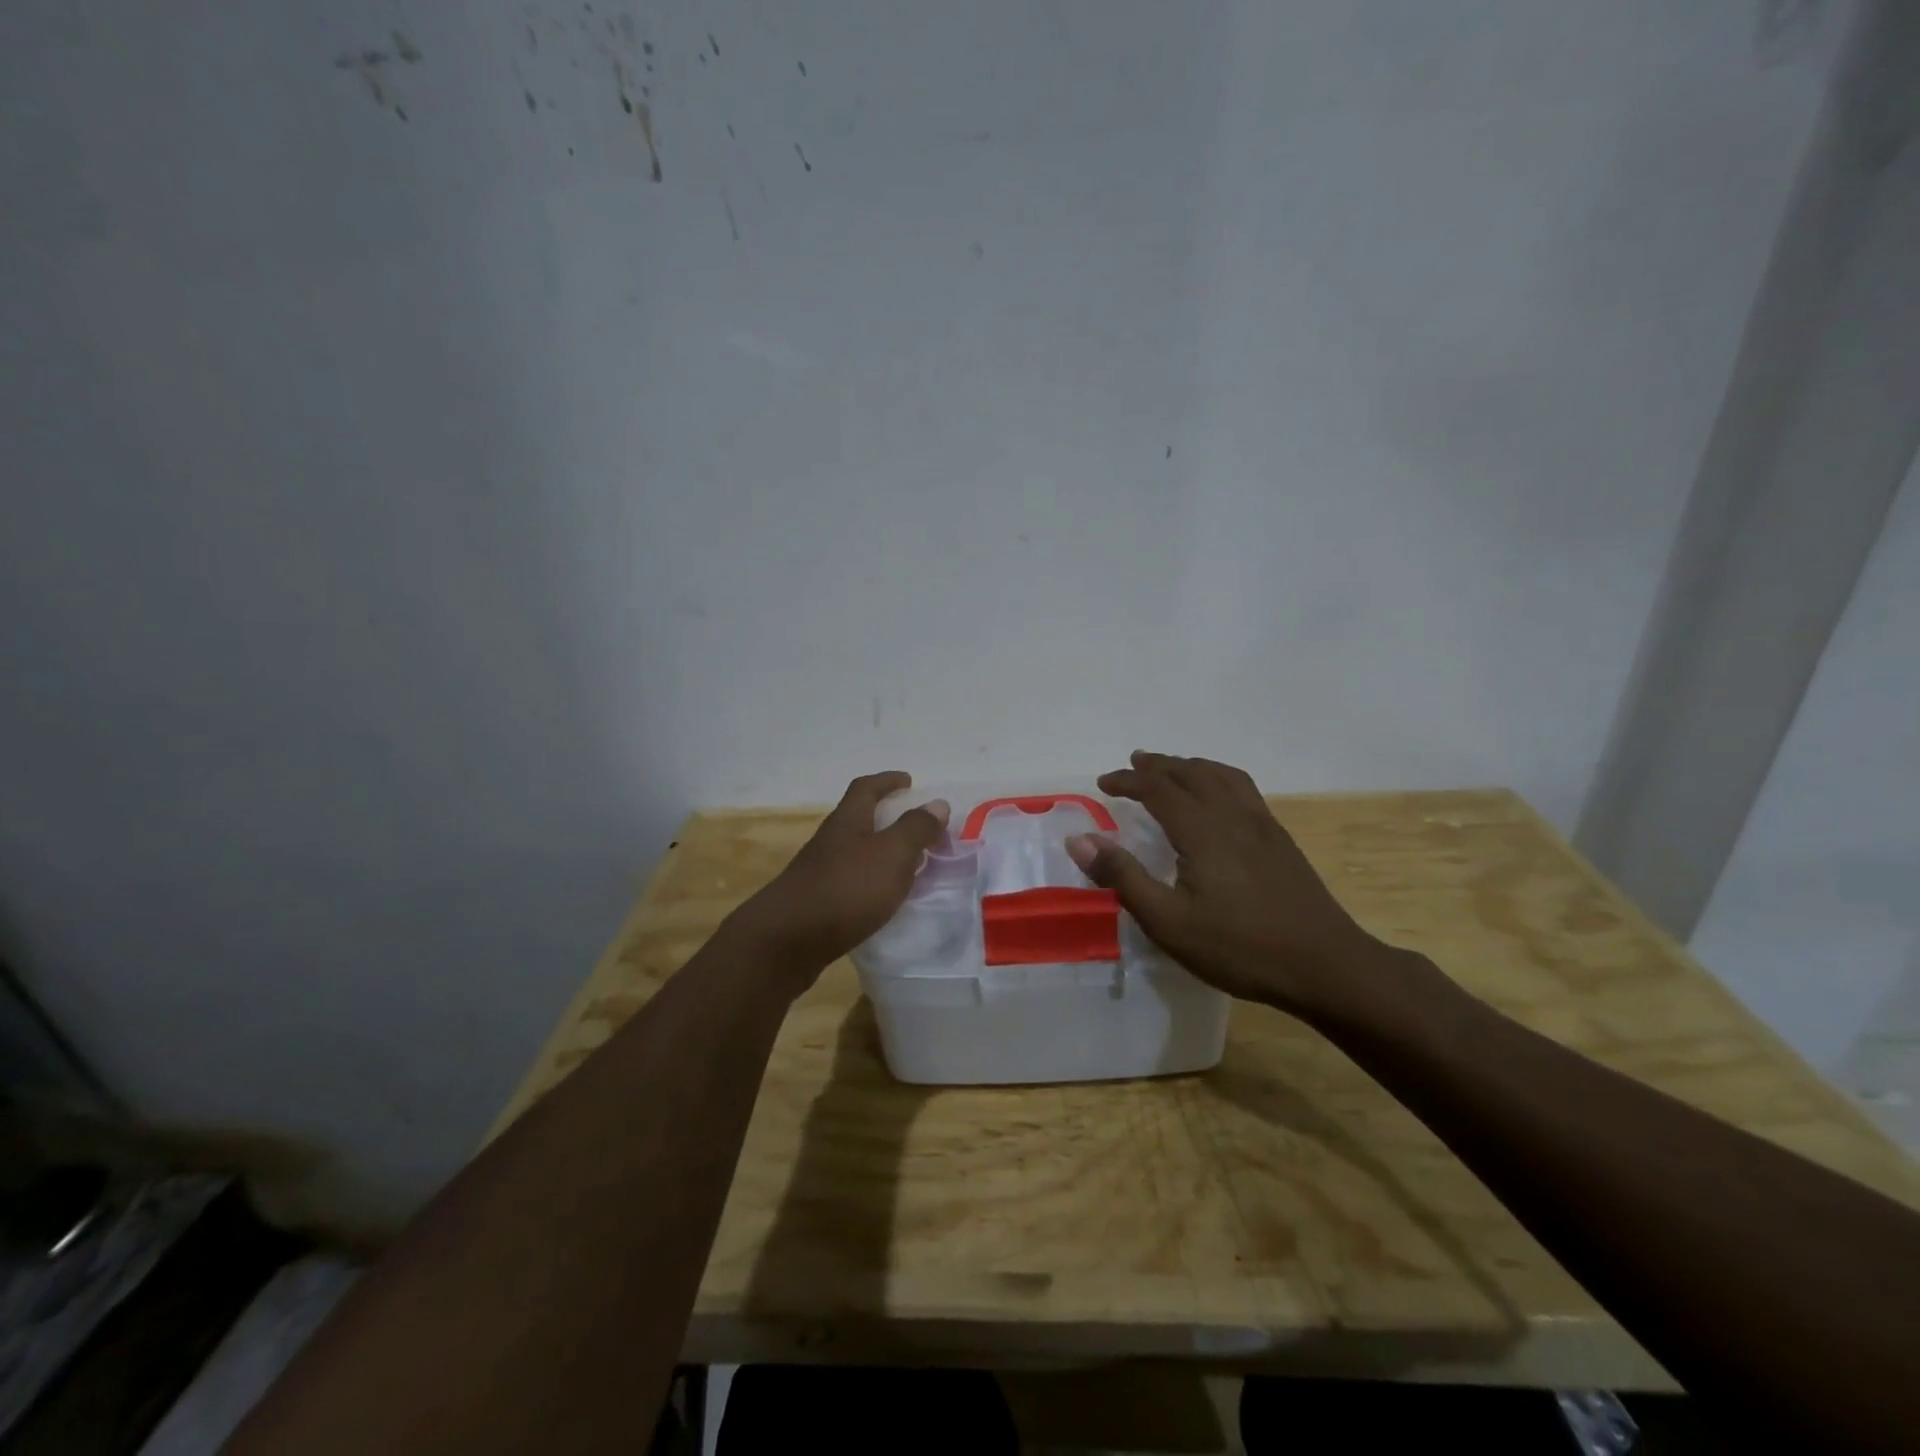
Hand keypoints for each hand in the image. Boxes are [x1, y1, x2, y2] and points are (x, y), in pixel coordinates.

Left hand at [727, 772, 949, 988]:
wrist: (786, 941)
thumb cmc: (845, 889)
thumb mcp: (891, 854)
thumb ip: (916, 829)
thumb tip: (937, 803)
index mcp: (848, 821)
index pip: (866, 788)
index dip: (888, 781)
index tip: (908, 781)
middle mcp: (831, 841)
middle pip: (860, 820)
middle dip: (889, 820)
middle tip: (919, 830)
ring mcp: (820, 873)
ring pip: (857, 853)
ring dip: (883, 854)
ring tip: (910, 868)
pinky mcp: (816, 903)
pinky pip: (852, 883)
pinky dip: (872, 883)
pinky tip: (884, 901)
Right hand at [1065, 751, 1395, 1021]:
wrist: (1325, 965)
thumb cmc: (1239, 947)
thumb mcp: (1168, 922)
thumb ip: (1123, 876)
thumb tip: (1079, 839)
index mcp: (1202, 830)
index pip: (1158, 789)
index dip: (1128, 781)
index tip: (1103, 782)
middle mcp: (1232, 815)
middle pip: (1190, 773)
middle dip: (1157, 766)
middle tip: (1132, 765)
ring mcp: (1262, 824)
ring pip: (1221, 775)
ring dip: (1190, 765)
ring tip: (1172, 769)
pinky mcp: (1280, 839)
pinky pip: (1243, 788)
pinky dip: (1218, 777)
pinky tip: (1218, 797)